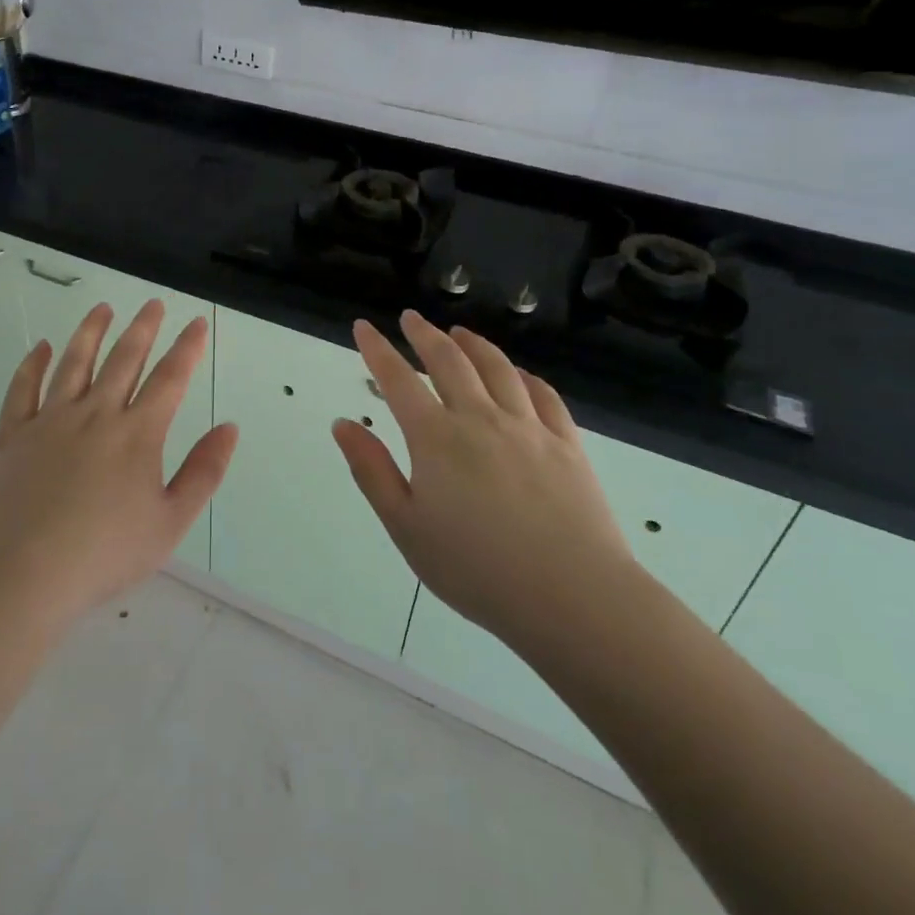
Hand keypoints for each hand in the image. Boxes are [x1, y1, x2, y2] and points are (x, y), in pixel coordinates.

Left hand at [0, 300, 238, 633]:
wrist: (20, 576)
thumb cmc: (104, 555)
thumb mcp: (170, 522)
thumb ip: (203, 472)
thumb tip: (229, 427)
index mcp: (137, 434)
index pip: (170, 378)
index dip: (187, 348)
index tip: (197, 323)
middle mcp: (95, 414)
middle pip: (123, 359)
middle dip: (143, 328)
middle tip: (152, 303)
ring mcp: (49, 421)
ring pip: (74, 363)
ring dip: (90, 332)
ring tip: (102, 308)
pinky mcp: (12, 435)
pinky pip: (23, 388)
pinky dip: (33, 364)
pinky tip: (41, 348)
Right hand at [332, 310, 634, 650]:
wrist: (571, 595)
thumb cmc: (475, 568)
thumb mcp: (406, 526)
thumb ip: (372, 470)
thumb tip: (342, 424)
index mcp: (436, 438)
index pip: (398, 379)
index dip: (377, 349)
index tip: (363, 326)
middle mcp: (480, 418)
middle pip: (449, 361)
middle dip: (425, 335)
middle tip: (411, 319)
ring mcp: (528, 427)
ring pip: (497, 369)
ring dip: (473, 344)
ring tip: (459, 332)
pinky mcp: (567, 444)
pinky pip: (543, 395)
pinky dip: (525, 376)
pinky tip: (519, 373)